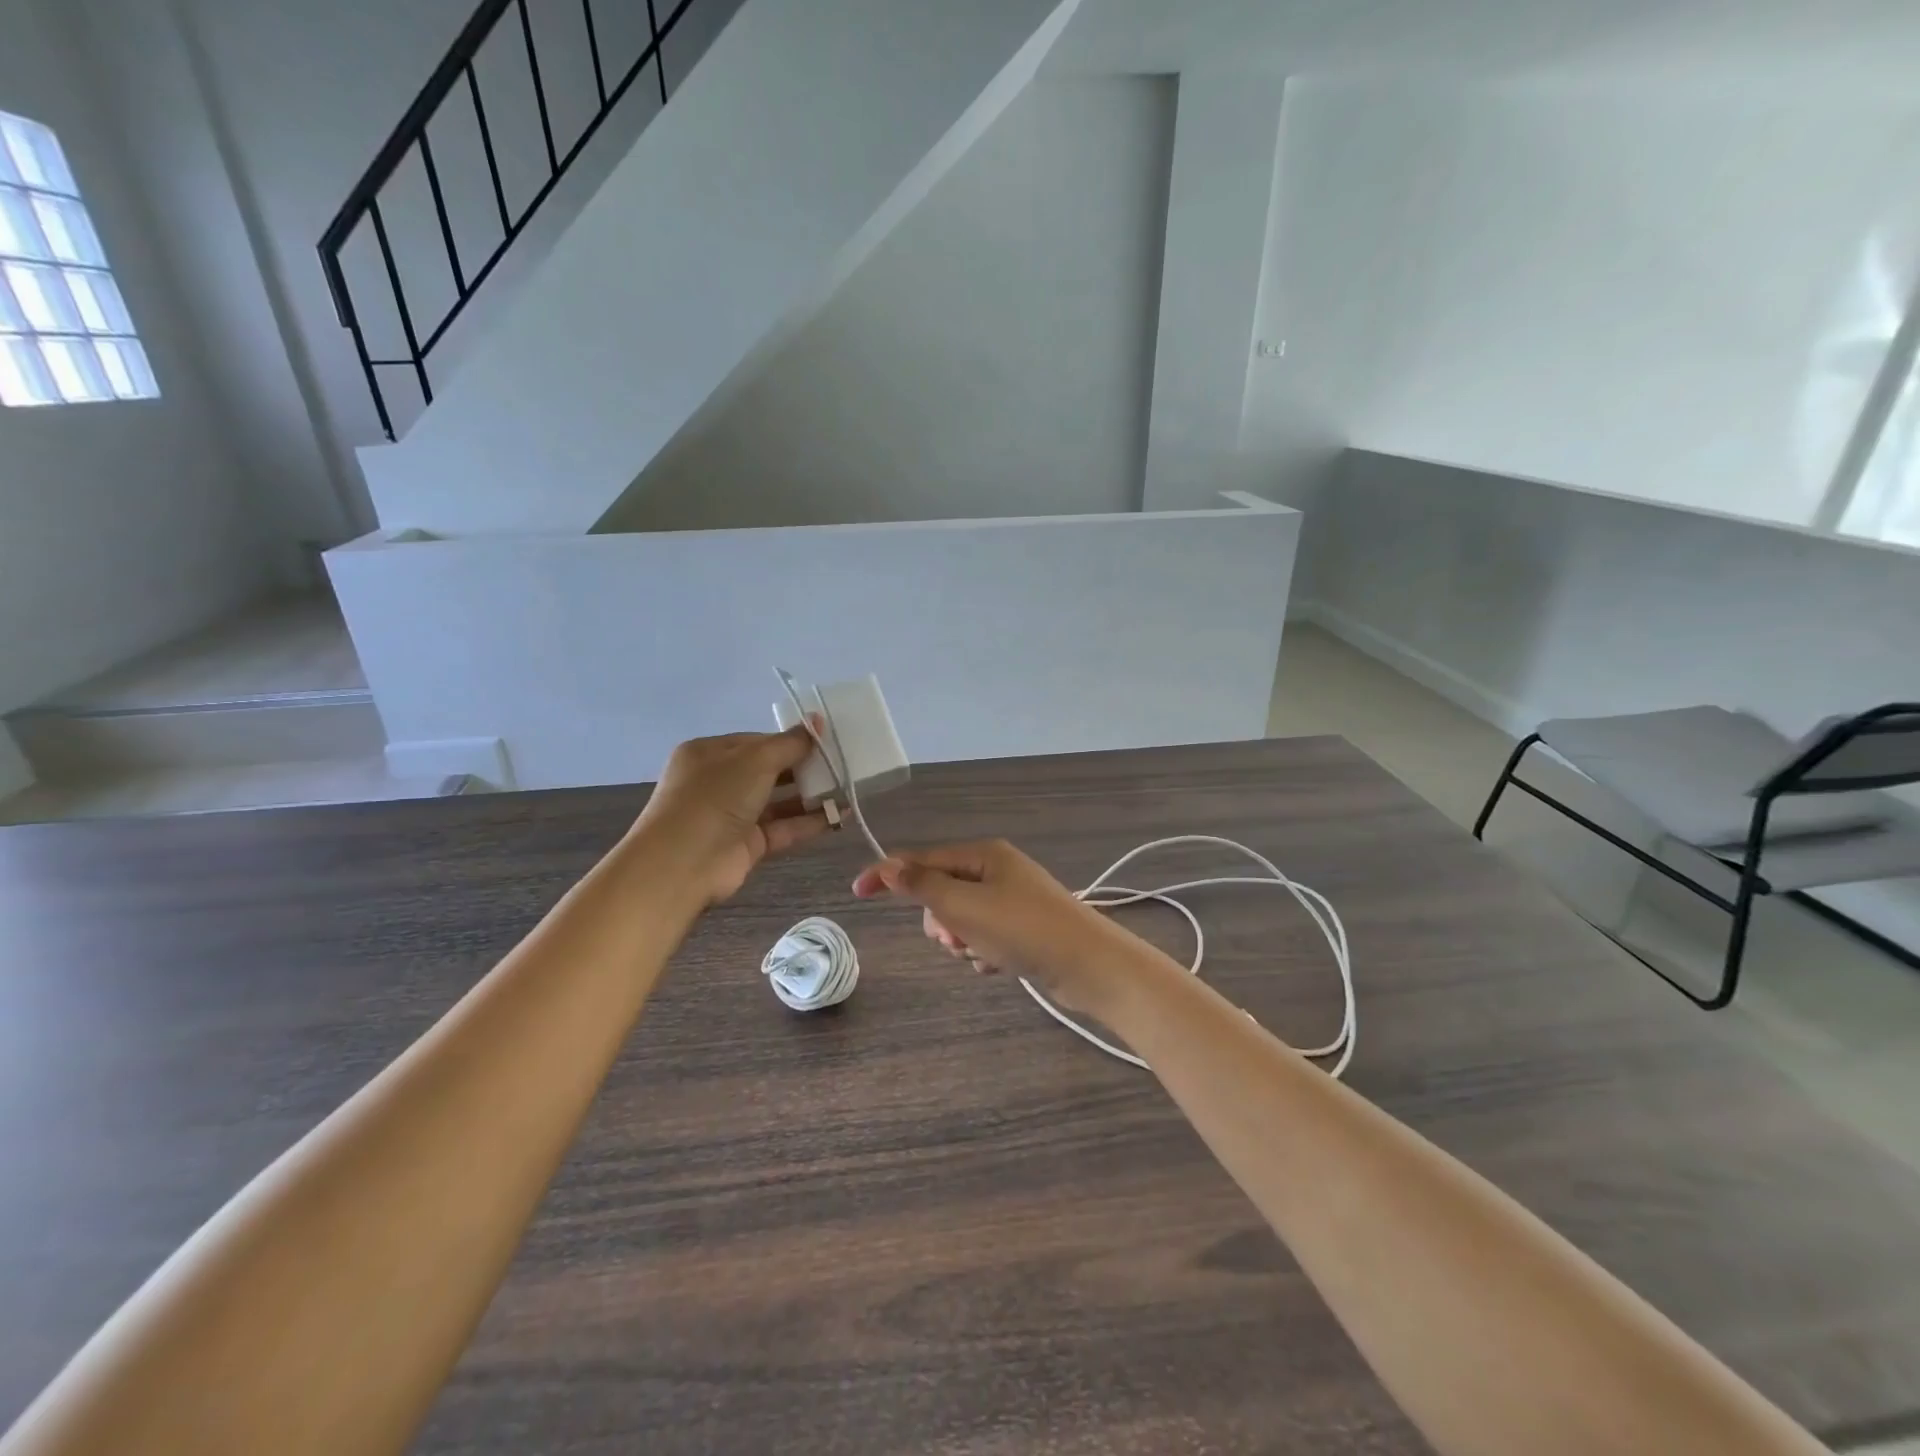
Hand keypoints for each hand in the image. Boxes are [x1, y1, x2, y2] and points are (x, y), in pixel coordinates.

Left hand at [632, 725, 830, 902]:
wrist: (683, 863)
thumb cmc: (715, 796)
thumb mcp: (755, 759)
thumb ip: (790, 743)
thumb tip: (817, 721)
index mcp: (710, 753)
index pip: (757, 741)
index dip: (790, 741)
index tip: (824, 742)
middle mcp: (718, 782)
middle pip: (769, 771)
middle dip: (804, 768)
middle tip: (840, 766)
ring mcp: (732, 815)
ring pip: (778, 801)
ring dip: (811, 797)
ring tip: (847, 791)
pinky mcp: (747, 845)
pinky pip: (783, 828)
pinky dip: (809, 822)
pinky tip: (839, 816)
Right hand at [851, 840, 1130, 1014]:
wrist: (1089, 966)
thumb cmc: (1024, 929)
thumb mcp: (965, 906)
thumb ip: (923, 886)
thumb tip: (888, 864)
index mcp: (984, 856)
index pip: (923, 860)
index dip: (889, 874)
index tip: (857, 892)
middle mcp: (997, 872)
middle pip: (942, 893)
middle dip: (940, 920)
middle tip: (955, 938)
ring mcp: (1012, 902)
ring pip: (961, 921)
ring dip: (962, 941)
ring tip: (984, 953)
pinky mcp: (1023, 930)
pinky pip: (983, 939)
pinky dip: (983, 953)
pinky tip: (1001, 964)